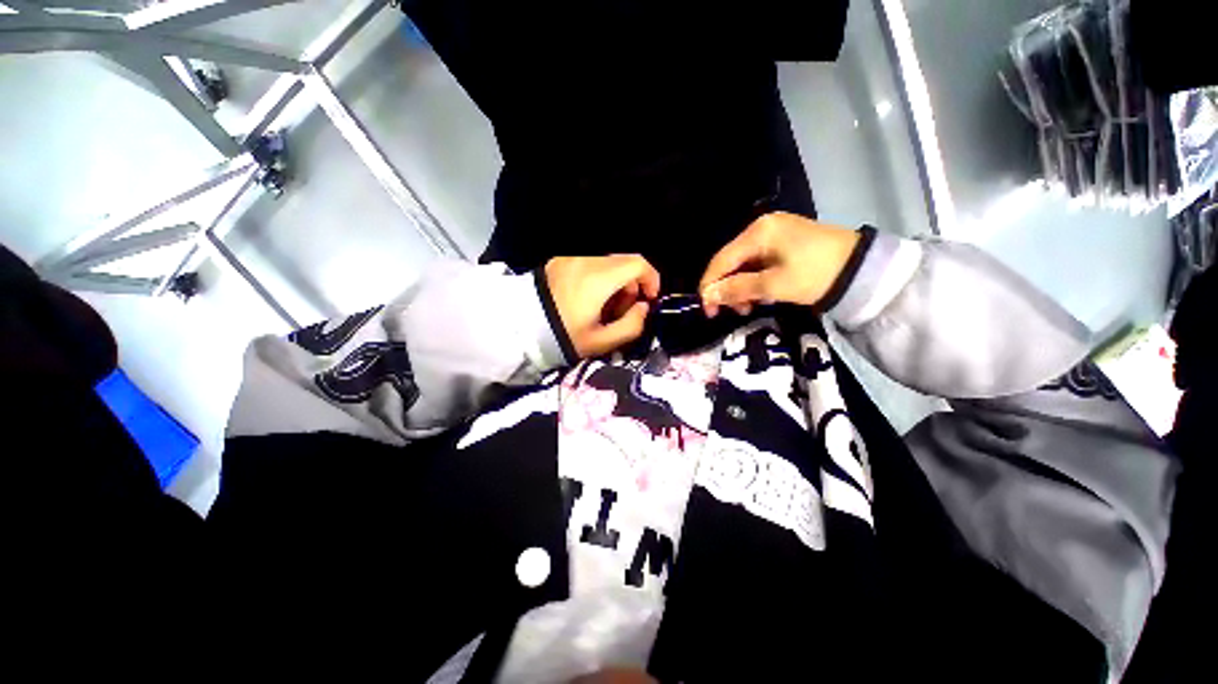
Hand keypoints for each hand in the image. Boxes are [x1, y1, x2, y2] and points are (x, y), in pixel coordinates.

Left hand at [546, 254, 660, 357]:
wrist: (521, 329)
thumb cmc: (564, 336)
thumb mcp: (602, 341)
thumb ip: (632, 325)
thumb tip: (643, 308)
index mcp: (599, 278)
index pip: (639, 264)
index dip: (652, 279)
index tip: (649, 300)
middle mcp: (587, 260)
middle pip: (624, 262)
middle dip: (632, 284)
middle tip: (623, 310)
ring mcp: (572, 259)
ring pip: (608, 263)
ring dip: (616, 282)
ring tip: (604, 307)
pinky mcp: (560, 261)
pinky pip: (590, 264)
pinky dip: (599, 277)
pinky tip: (588, 299)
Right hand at [699, 212, 860, 316]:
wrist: (864, 269)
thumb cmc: (816, 274)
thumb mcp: (774, 285)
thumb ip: (737, 289)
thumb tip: (707, 295)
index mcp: (758, 232)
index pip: (721, 260)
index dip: (710, 286)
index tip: (708, 310)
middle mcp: (761, 228)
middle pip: (731, 262)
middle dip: (727, 288)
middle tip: (731, 312)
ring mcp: (774, 234)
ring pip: (744, 265)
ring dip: (741, 288)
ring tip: (748, 308)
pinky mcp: (784, 243)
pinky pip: (758, 264)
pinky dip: (755, 282)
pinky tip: (761, 296)